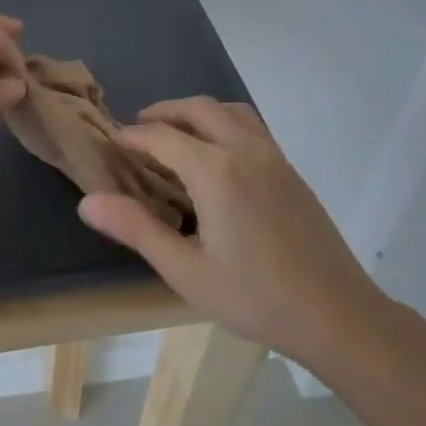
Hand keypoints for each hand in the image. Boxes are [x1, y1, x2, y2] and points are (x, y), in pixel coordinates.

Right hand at [77, 98, 391, 374]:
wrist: (338, 315)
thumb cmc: (256, 297)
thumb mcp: (185, 270)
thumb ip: (136, 229)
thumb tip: (87, 202)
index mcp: (215, 171)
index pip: (162, 136)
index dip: (133, 136)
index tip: (113, 143)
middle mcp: (244, 151)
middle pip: (199, 109)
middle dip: (164, 112)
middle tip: (139, 129)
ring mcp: (273, 158)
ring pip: (230, 111)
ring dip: (198, 112)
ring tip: (178, 134)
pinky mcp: (291, 171)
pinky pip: (252, 127)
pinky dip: (225, 124)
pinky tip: (218, 157)